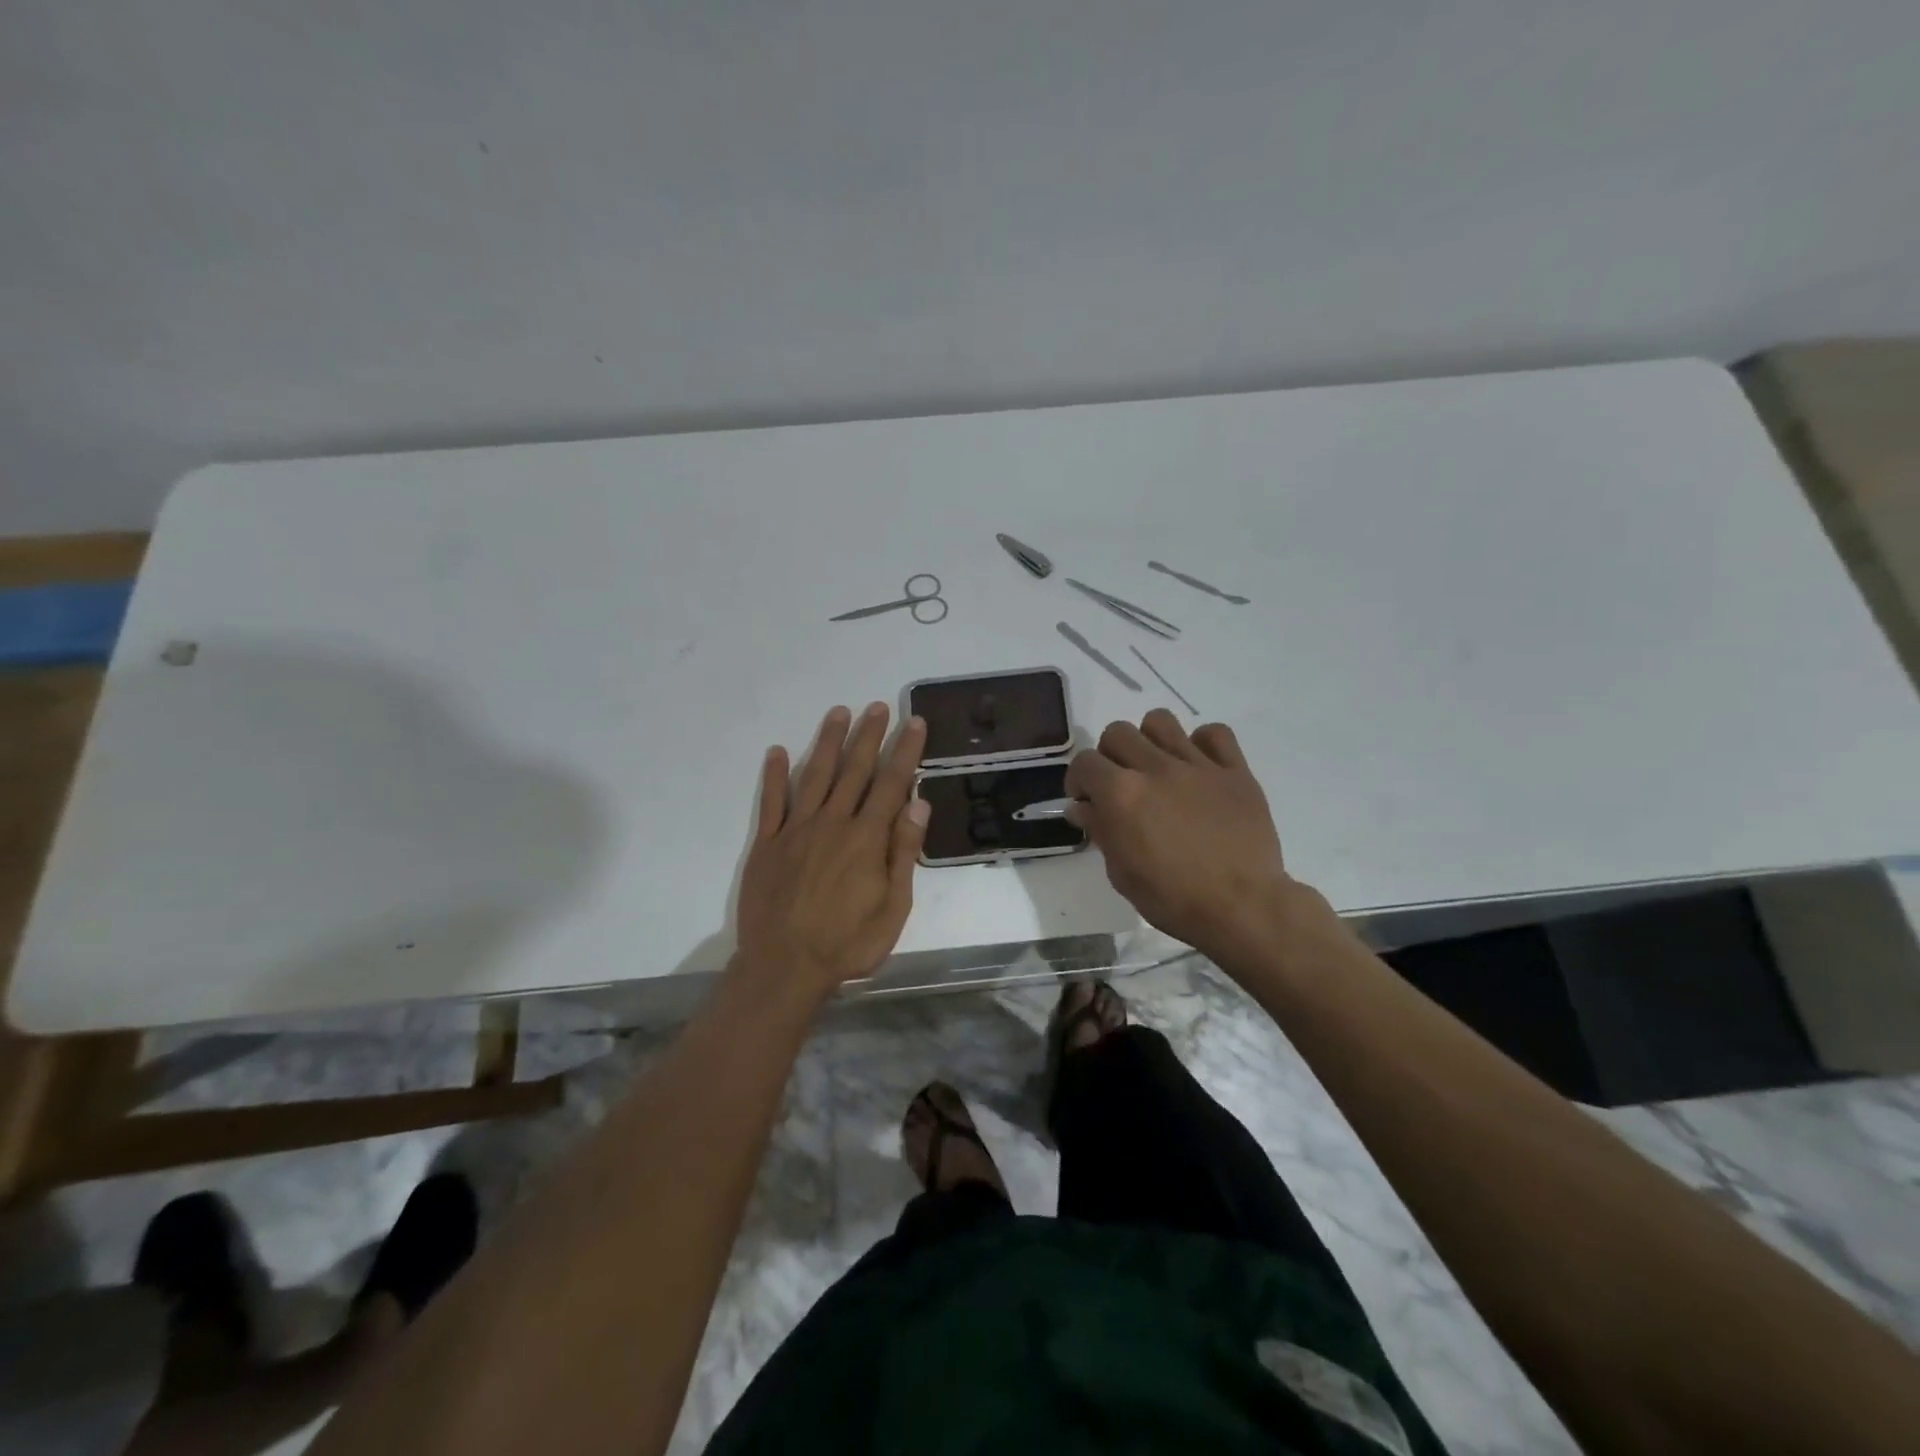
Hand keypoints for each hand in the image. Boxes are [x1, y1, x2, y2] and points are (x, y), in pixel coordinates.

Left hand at [734, 703, 929, 1001]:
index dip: (905, 751)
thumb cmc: (847, 943)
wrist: (784, 967)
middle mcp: (832, 823)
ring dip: (828, 743)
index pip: (891, 784)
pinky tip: (779, 751)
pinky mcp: (767, 843)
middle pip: (854, 770)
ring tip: (839, 713)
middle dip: (869, 736)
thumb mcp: (893, 908)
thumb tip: (918, 805)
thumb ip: (903, 854)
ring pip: (816, 776)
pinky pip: (772, 802)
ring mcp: (796, 830)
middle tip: (878, 706)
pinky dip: (775, 776)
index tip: (915, 723)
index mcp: (866, 839)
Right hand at [1066, 710, 1295, 958]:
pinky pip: (1214, 733)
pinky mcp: (1235, 770)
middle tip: (1120, 784)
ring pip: (1161, 721)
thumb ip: (1100, 830)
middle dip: (1110, 756)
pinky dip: (1202, 744)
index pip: (1084, 762)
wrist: (1242, 908)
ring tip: (1157, 767)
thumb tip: (1083, 807)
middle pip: (1118, 732)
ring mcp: (1198, 765)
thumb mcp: (1121, 873)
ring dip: (1150, 740)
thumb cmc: (1173, 899)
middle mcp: (1156, 768)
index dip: (1079, 780)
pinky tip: (1199, 768)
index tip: (1086, 800)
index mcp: (1122, 794)